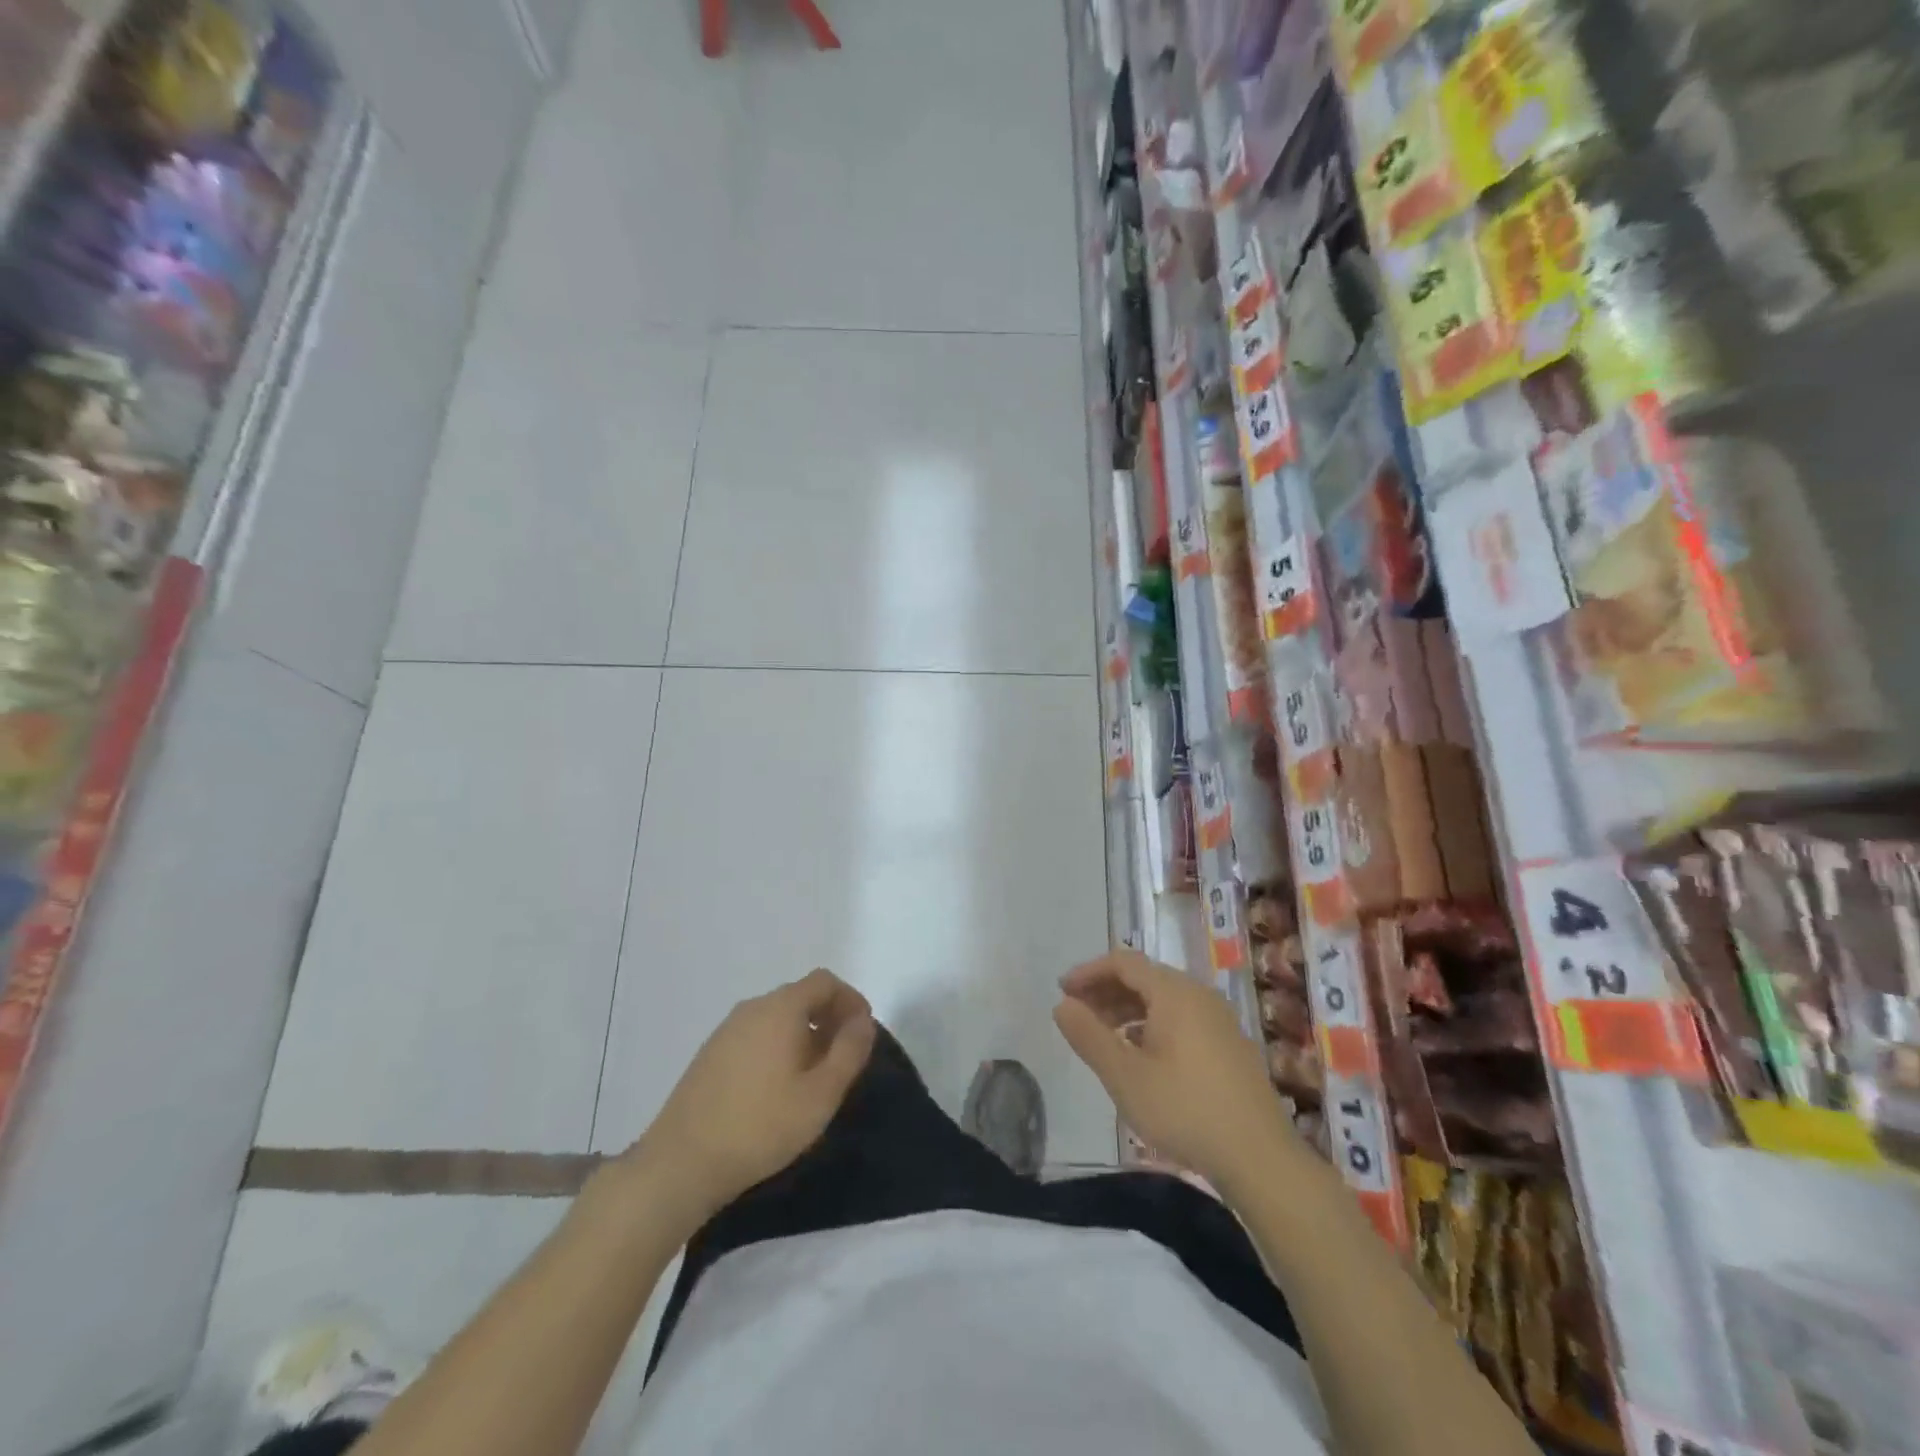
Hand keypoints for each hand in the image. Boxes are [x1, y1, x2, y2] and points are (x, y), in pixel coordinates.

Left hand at [630, 969, 875, 1227]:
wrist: (680, 1163)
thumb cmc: (761, 1126)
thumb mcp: (821, 1094)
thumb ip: (849, 1051)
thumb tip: (863, 1021)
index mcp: (781, 1008)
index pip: (824, 981)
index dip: (850, 1000)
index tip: (863, 1032)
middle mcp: (752, 1008)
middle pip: (800, 996)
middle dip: (828, 1017)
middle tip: (843, 1057)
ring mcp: (726, 1030)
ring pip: (776, 1017)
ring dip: (803, 1034)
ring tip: (813, 1076)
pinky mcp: (710, 1054)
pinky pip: (755, 1035)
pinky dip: (777, 1047)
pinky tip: (777, 1088)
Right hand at [1054, 949, 1293, 1188]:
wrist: (1259, 1157)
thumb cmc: (1184, 1110)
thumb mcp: (1124, 1076)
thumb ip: (1089, 1036)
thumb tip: (1062, 1005)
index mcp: (1174, 992)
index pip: (1123, 962)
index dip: (1089, 972)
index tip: (1062, 992)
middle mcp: (1199, 995)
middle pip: (1144, 978)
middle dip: (1106, 991)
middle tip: (1077, 1015)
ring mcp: (1219, 1019)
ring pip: (1163, 1000)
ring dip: (1127, 1009)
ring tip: (1102, 1037)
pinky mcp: (1229, 1045)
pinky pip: (1181, 1018)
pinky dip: (1151, 1025)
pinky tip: (1140, 1056)